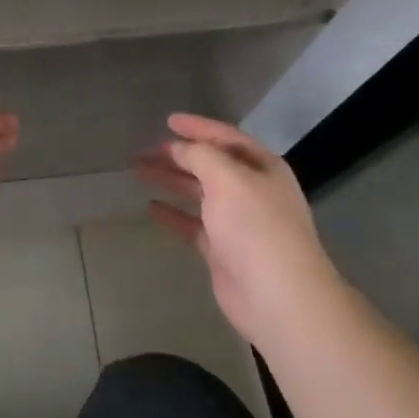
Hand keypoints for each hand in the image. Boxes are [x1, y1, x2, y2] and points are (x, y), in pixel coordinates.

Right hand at [134, 113, 337, 343]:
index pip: (226, 137)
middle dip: (178, 155)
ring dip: (171, 180)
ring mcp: (238, 222)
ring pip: (198, 192)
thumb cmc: (255, 227)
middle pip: (209, 164)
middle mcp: (252, 190)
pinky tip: (152, 207)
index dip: (198, 127)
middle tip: (145, 150)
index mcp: (262, 167)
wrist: (278, 297)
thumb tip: (178, 147)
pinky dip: (174, 214)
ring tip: (139, 171)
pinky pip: (194, 224)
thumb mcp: (227, 178)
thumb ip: (200, 155)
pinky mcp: (223, 250)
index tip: (168, 120)